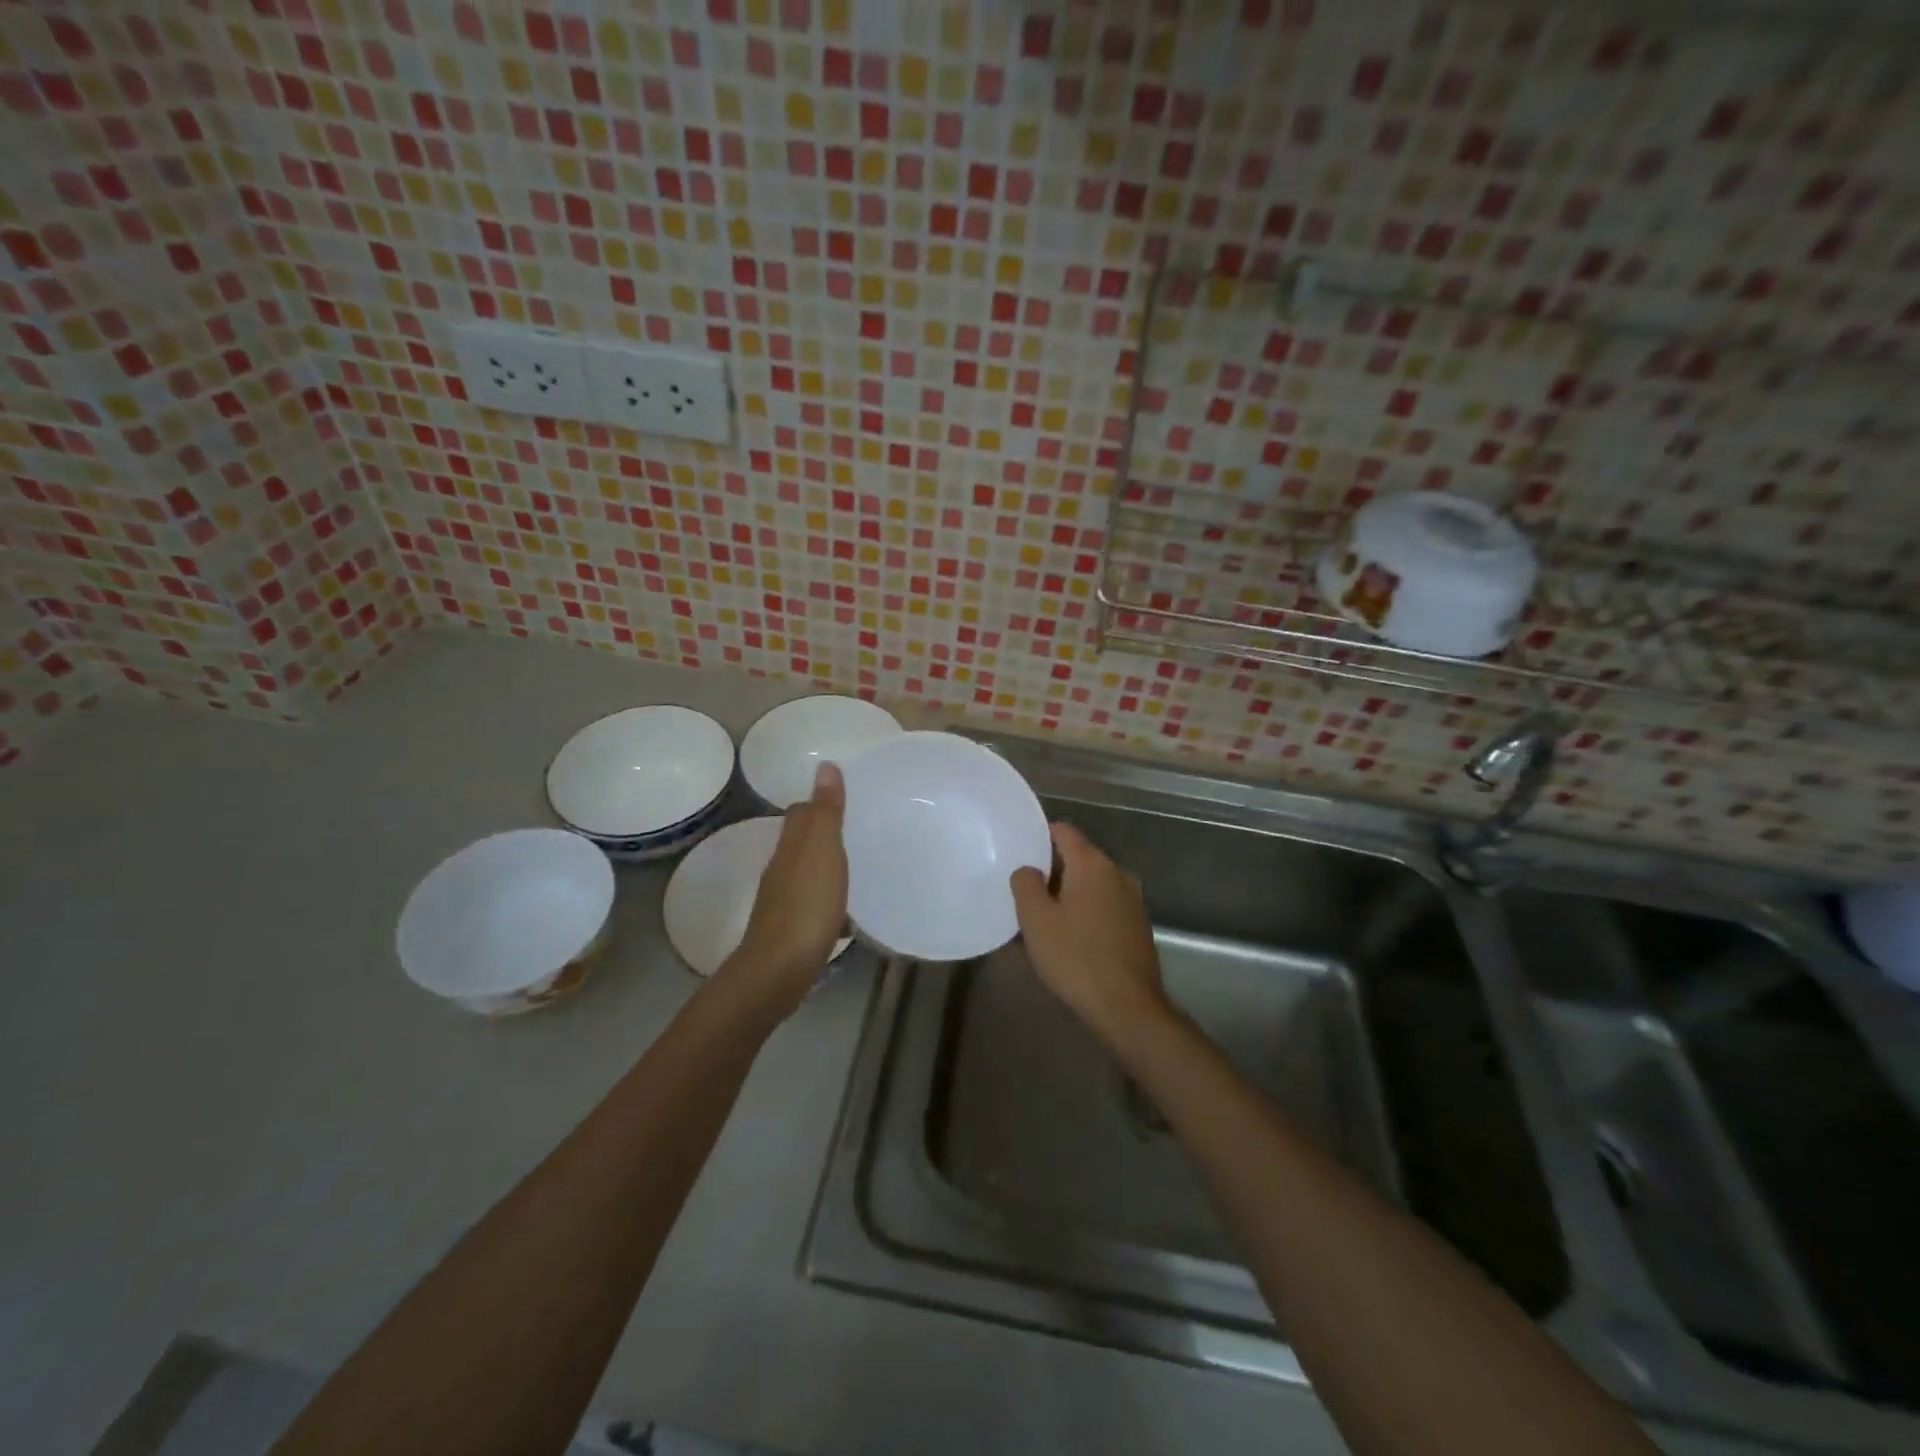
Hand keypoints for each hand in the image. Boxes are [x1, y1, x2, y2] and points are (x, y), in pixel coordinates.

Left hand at [724, 762, 848, 1019]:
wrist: (780, 969)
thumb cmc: (807, 904)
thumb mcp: (822, 850)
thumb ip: (825, 811)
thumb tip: (825, 765)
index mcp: (790, 847)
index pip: (800, 813)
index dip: (819, 804)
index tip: (845, 800)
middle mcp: (782, 870)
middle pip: (802, 843)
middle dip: (825, 836)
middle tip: (858, 833)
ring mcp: (783, 902)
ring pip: (808, 875)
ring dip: (828, 870)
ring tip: (859, 871)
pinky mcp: (791, 930)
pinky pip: (814, 906)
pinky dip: (830, 904)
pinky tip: (848, 916)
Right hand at [1009, 823, 1171, 1049]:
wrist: (1128, 1008)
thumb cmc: (1076, 958)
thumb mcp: (1036, 920)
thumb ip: (1025, 884)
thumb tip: (1028, 870)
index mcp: (1092, 864)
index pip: (1063, 831)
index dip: (1038, 836)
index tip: (1018, 851)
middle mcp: (1117, 873)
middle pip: (1077, 858)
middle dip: (1050, 871)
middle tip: (1023, 892)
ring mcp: (1132, 900)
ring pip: (1091, 885)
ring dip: (1067, 896)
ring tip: (1042, 920)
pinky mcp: (1138, 926)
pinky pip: (1103, 907)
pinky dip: (1084, 914)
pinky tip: (1068, 940)